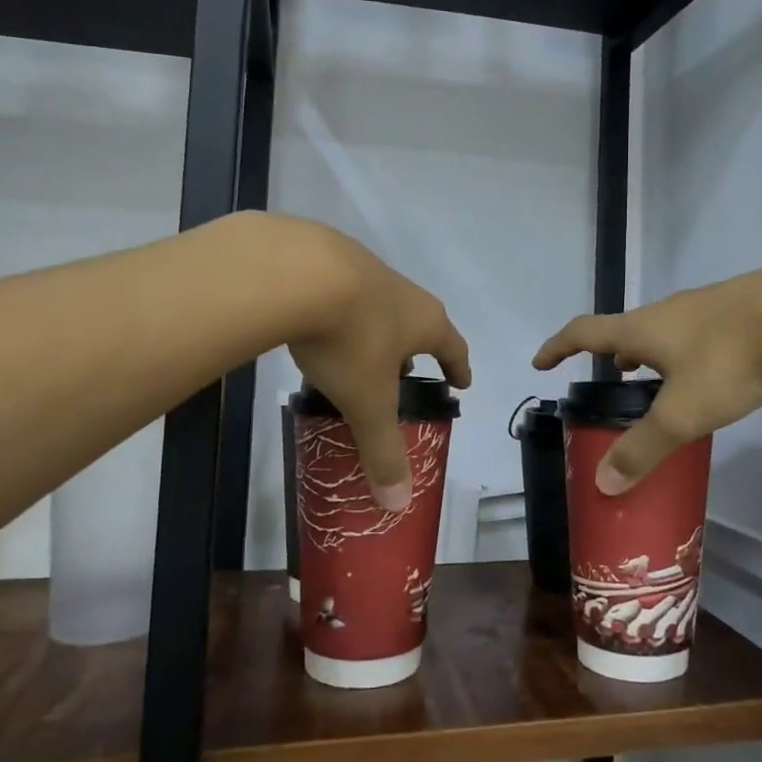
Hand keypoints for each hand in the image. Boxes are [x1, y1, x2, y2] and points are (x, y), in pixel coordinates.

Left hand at [279, 219, 471, 510]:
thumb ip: (382, 449)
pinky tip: (316, 325)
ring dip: (376, 329)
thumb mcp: (368, 401)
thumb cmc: (350, 339)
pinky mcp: (327, 257)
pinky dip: (340, 311)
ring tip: (359, 352)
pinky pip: (342, 290)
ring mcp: (366, 269)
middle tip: (405, 371)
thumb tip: (397, 504)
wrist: (299, 271)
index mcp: (425, 322)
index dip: (459, 366)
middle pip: (419, 322)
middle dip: (415, 349)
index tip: (462, 382)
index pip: (454, 346)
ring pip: (380, 304)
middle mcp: (403, 292)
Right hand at [533, 259, 761, 493]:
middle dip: (611, 354)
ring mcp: (703, 305)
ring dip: (649, 351)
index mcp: (641, 330)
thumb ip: (643, 448)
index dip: (558, 347)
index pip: (584, 333)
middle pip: (625, 329)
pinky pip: (695, 330)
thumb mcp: (683, 414)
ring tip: (654, 377)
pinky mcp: (737, 308)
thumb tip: (603, 484)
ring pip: (663, 329)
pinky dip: (684, 349)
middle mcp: (666, 312)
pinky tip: (709, 368)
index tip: (541, 362)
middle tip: (610, 378)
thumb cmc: (729, 359)